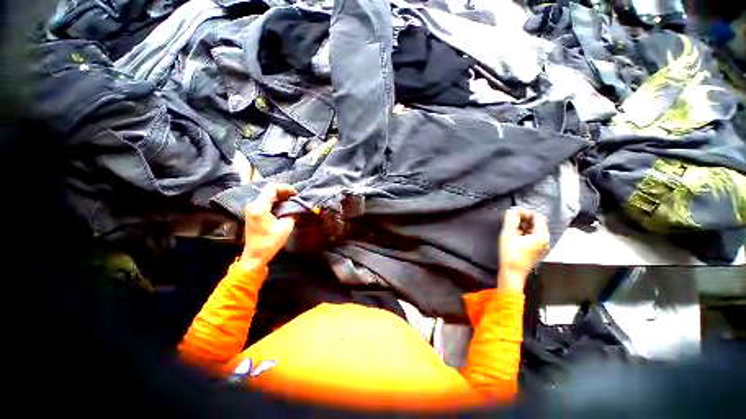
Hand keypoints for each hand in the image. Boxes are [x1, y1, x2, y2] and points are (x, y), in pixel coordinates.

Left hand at [239, 183, 296, 270]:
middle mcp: (253, 205)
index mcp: (259, 207)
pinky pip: (265, 202)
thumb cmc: (270, 242)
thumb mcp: (285, 227)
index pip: (272, 188)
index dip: (285, 188)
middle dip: (284, 192)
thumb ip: (291, 213)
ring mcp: (251, 209)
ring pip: (267, 195)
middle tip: (296, 197)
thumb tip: (296, 206)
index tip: (296, 193)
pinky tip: (284, 206)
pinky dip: (275, 201)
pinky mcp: (253, 213)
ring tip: (292, 201)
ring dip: (280, 196)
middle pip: (269, 190)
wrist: (255, 255)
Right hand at [497, 208, 549, 290]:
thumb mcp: (508, 234)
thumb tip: (512, 211)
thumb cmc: (510, 255)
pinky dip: (524, 233)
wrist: (511, 273)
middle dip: (524, 219)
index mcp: (541, 236)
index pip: (538, 216)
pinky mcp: (536, 251)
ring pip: (534, 230)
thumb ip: (510, 220)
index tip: (513, 214)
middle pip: (537, 223)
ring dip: (523, 226)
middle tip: (511, 220)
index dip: (525, 212)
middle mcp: (545, 241)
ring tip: (511, 229)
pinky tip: (514, 237)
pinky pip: (532, 237)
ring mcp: (541, 247)